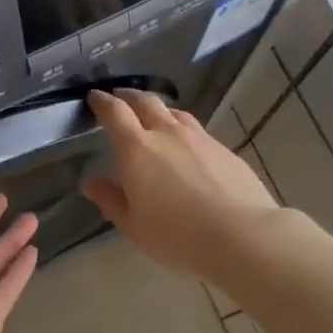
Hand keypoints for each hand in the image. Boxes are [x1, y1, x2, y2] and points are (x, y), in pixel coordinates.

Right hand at [81, 88, 278, 277]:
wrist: (241, 234)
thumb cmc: (177, 235)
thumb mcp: (133, 225)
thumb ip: (110, 199)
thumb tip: (91, 182)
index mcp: (137, 149)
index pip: (115, 112)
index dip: (102, 102)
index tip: (94, 97)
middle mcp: (167, 133)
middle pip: (145, 102)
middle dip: (129, 96)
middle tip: (120, 98)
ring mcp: (199, 138)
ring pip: (174, 113)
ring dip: (158, 110)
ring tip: (153, 118)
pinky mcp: (223, 148)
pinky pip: (196, 130)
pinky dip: (182, 129)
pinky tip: (186, 145)